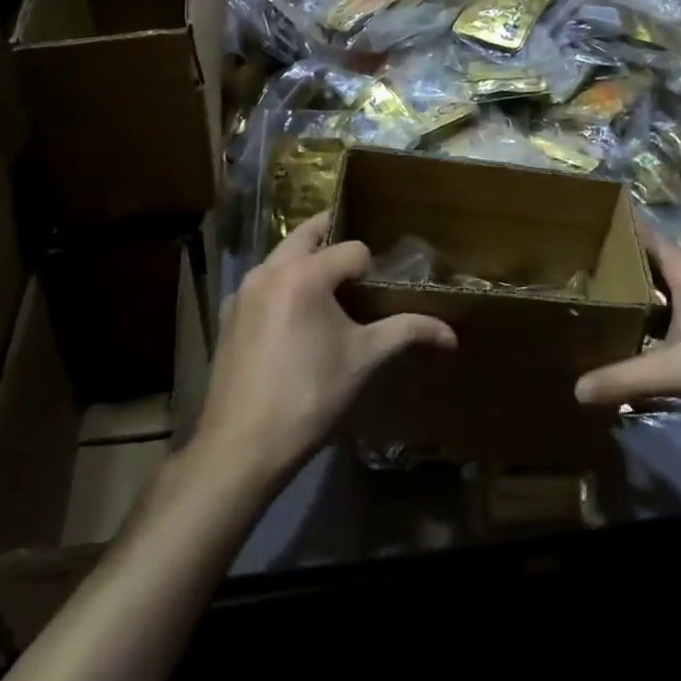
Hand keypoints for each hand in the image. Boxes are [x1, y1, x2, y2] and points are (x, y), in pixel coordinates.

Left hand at [196, 213, 456, 485]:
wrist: (242, 447)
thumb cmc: (310, 396)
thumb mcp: (364, 359)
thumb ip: (407, 332)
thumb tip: (451, 334)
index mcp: (304, 274)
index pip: (352, 249)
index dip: (372, 268)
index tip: (378, 295)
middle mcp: (269, 269)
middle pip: (308, 234)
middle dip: (335, 239)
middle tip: (358, 264)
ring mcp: (243, 290)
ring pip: (282, 255)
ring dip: (307, 259)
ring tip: (331, 289)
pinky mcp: (229, 313)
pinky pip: (262, 281)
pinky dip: (283, 283)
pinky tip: (295, 318)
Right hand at [574, 227, 680, 436]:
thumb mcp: (678, 371)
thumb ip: (626, 377)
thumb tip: (577, 389)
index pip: (640, 231)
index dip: (610, 224)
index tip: (576, 225)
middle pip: (646, 258)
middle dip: (613, 261)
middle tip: (571, 265)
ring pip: (661, 285)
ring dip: (633, 290)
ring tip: (593, 297)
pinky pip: (674, 307)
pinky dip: (652, 312)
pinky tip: (634, 332)